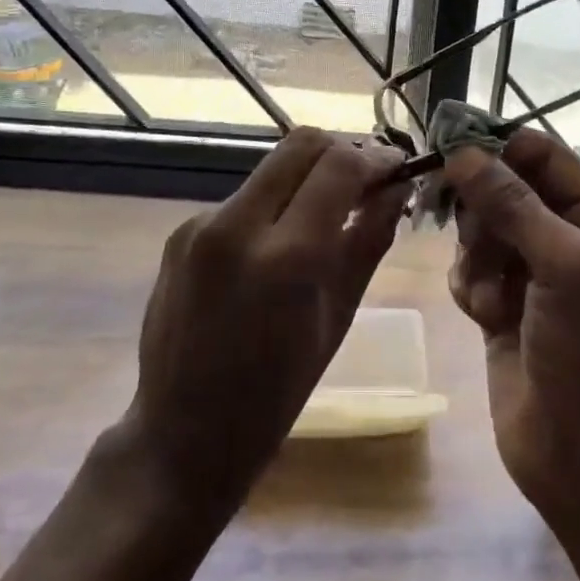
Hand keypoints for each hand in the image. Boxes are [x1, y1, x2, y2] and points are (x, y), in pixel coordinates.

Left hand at [121, 127, 409, 506]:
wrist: (182, 436)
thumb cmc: (277, 394)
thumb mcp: (338, 318)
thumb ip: (368, 240)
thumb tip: (398, 187)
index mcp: (285, 258)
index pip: (338, 165)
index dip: (375, 158)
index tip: (395, 168)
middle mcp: (236, 225)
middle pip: (300, 144)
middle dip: (341, 152)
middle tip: (365, 182)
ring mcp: (201, 224)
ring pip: (271, 168)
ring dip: (307, 177)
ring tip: (327, 214)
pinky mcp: (181, 231)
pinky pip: (243, 198)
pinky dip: (274, 204)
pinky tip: (280, 242)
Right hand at [444, 130, 579, 520]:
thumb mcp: (565, 266)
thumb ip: (513, 203)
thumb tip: (462, 152)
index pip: (542, 156)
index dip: (498, 145)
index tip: (449, 143)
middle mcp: (567, 236)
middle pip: (502, 187)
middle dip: (484, 211)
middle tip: (477, 237)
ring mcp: (531, 270)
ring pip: (479, 228)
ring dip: (477, 257)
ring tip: (492, 296)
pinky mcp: (499, 301)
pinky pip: (467, 268)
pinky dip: (470, 286)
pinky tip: (486, 318)